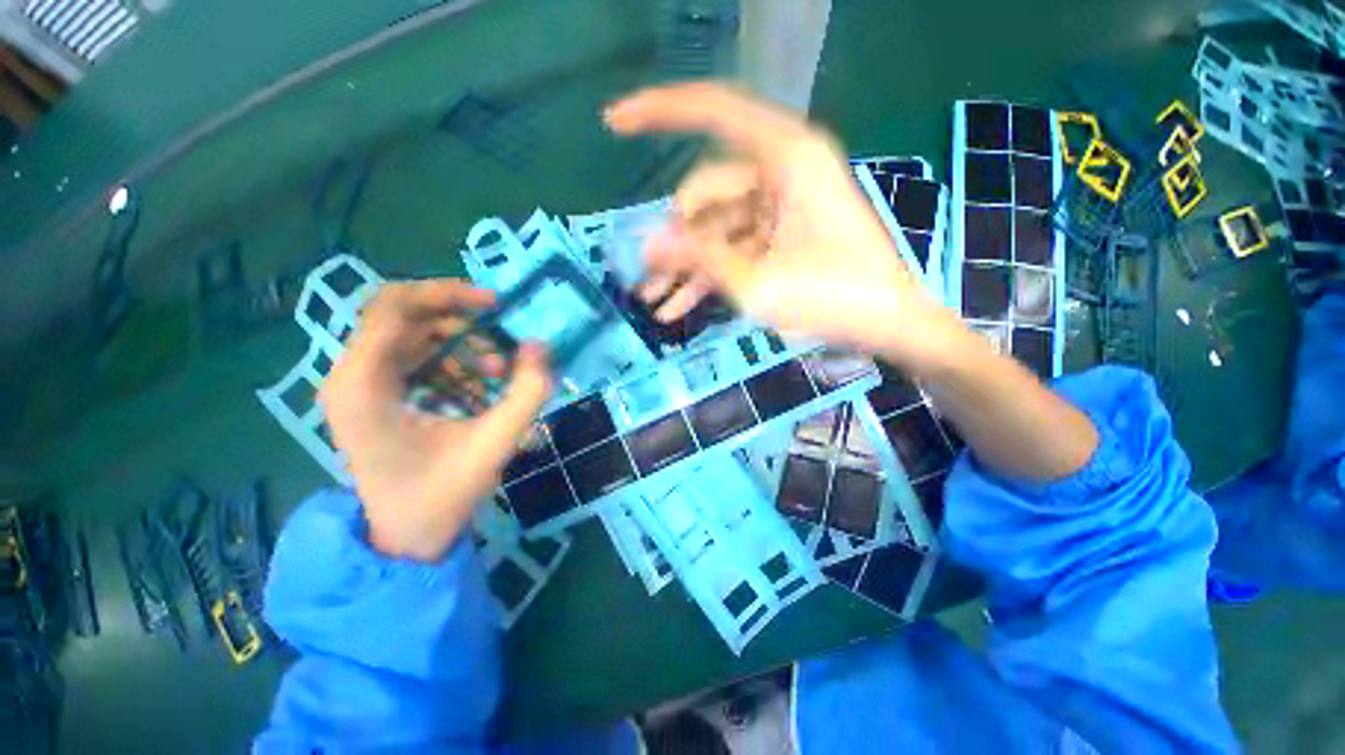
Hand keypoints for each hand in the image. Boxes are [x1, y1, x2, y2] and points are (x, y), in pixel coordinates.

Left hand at [321, 280, 551, 560]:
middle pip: (402, 314)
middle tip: (501, 340)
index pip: (395, 307)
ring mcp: (360, 385)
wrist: (405, 538)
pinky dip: (454, 364)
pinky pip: (418, 357)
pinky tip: (478, 390)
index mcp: (363, 385)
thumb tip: (539, 346)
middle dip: (460, 320)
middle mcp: (351, 376)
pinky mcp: (375, 394)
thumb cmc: (442, 495)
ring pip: (414, 334)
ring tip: (497, 375)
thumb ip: (527, 393)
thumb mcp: (495, 443)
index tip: (497, 305)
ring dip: (462, 346)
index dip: (449, 294)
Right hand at [604, 82, 962, 369]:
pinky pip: (733, 249)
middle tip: (646, 277)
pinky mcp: (781, 237)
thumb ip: (699, 258)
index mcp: (786, 157)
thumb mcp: (757, 282)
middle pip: (707, 192)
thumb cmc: (833, 298)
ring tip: (652, 302)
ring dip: (685, 267)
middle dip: (674, 238)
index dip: (659, 111)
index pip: (713, 110)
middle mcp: (782, 171)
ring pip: (716, 229)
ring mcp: (780, 208)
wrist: (886, 326)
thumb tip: (646, 245)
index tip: (613, 124)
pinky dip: (707, 277)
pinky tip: (676, 309)